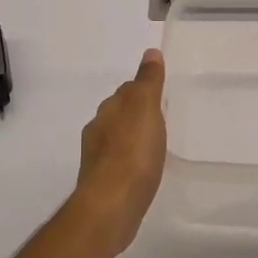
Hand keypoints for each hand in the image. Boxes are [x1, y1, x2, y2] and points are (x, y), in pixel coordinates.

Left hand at [68, 49, 167, 254]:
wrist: (111, 205)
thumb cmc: (132, 152)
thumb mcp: (145, 108)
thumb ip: (148, 81)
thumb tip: (150, 52)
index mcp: (107, 110)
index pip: (126, 91)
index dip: (142, 90)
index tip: (160, 94)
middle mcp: (97, 131)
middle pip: (119, 114)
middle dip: (135, 114)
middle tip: (160, 119)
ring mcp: (97, 159)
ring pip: (117, 140)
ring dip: (131, 139)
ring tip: (154, 146)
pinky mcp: (102, 184)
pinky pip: (119, 164)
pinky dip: (130, 162)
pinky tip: (143, 172)